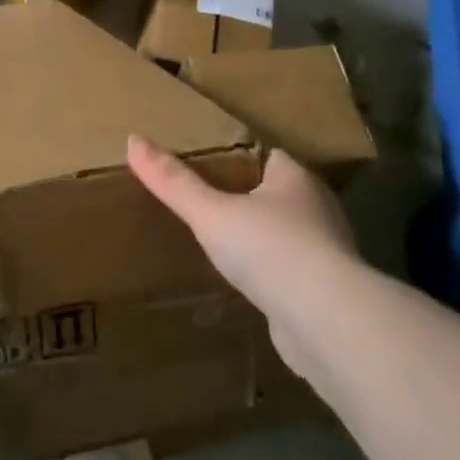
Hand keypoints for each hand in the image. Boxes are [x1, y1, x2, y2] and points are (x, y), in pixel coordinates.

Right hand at [127, 136, 356, 380]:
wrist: (325, 319)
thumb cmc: (269, 249)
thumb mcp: (210, 212)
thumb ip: (173, 182)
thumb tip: (133, 140)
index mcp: (295, 179)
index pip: (269, 156)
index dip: (241, 157)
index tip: (211, 163)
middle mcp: (317, 209)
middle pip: (279, 194)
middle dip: (249, 198)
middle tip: (209, 203)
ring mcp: (326, 251)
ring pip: (287, 235)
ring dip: (262, 239)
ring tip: (223, 244)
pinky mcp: (325, 291)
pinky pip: (292, 272)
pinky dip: (271, 274)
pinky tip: (248, 284)